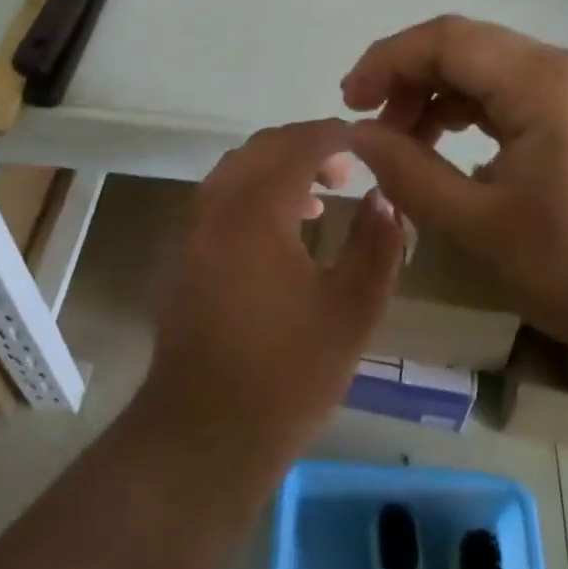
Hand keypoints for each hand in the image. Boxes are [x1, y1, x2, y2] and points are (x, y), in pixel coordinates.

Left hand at [138, 119, 406, 492]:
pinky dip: (253, 192)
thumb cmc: (286, 374)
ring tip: (320, 197)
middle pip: (263, 148)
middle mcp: (217, 204)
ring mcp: (192, 228)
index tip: (368, 143)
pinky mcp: (183, 254)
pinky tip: (282, 231)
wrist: (203, 433)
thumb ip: (375, 245)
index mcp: (256, 209)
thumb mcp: (351, 310)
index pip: (298, 144)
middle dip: (306, 147)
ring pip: (237, 170)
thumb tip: (384, 199)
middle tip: (347, 170)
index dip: (336, 136)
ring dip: (278, 169)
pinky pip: (221, 197)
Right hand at [342, 15, 567, 371]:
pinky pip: (508, 92)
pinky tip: (448, 149)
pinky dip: (467, 111)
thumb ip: (411, 174)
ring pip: (483, 67)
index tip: (349, 105)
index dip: (386, 61)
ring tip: (404, 144)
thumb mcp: (481, 228)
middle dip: (406, 78)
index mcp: (541, 83)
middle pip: (463, 46)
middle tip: (373, 130)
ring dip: (435, 95)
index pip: (444, 39)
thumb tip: (360, 135)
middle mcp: (560, 68)